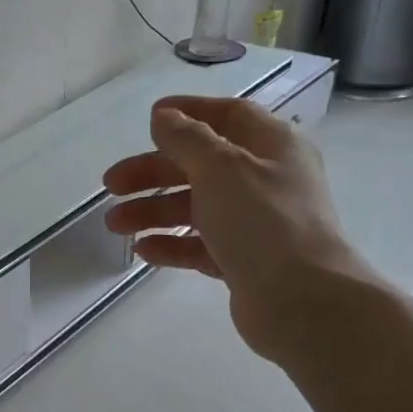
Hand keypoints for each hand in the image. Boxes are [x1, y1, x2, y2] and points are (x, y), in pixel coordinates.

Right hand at [102, 96, 376, 363]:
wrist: (300, 298)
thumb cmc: (262, 220)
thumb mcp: (220, 167)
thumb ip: (187, 138)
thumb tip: (164, 117)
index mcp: (272, 145)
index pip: (228, 116)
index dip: (188, 113)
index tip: (149, 119)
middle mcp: (266, 179)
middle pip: (201, 165)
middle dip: (153, 173)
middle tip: (111, 185)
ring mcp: (256, 223)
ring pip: (196, 207)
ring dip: (153, 211)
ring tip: (115, 225)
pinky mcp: (245, 261)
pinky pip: (201, 245)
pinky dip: (172, 244)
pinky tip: (142, 250)